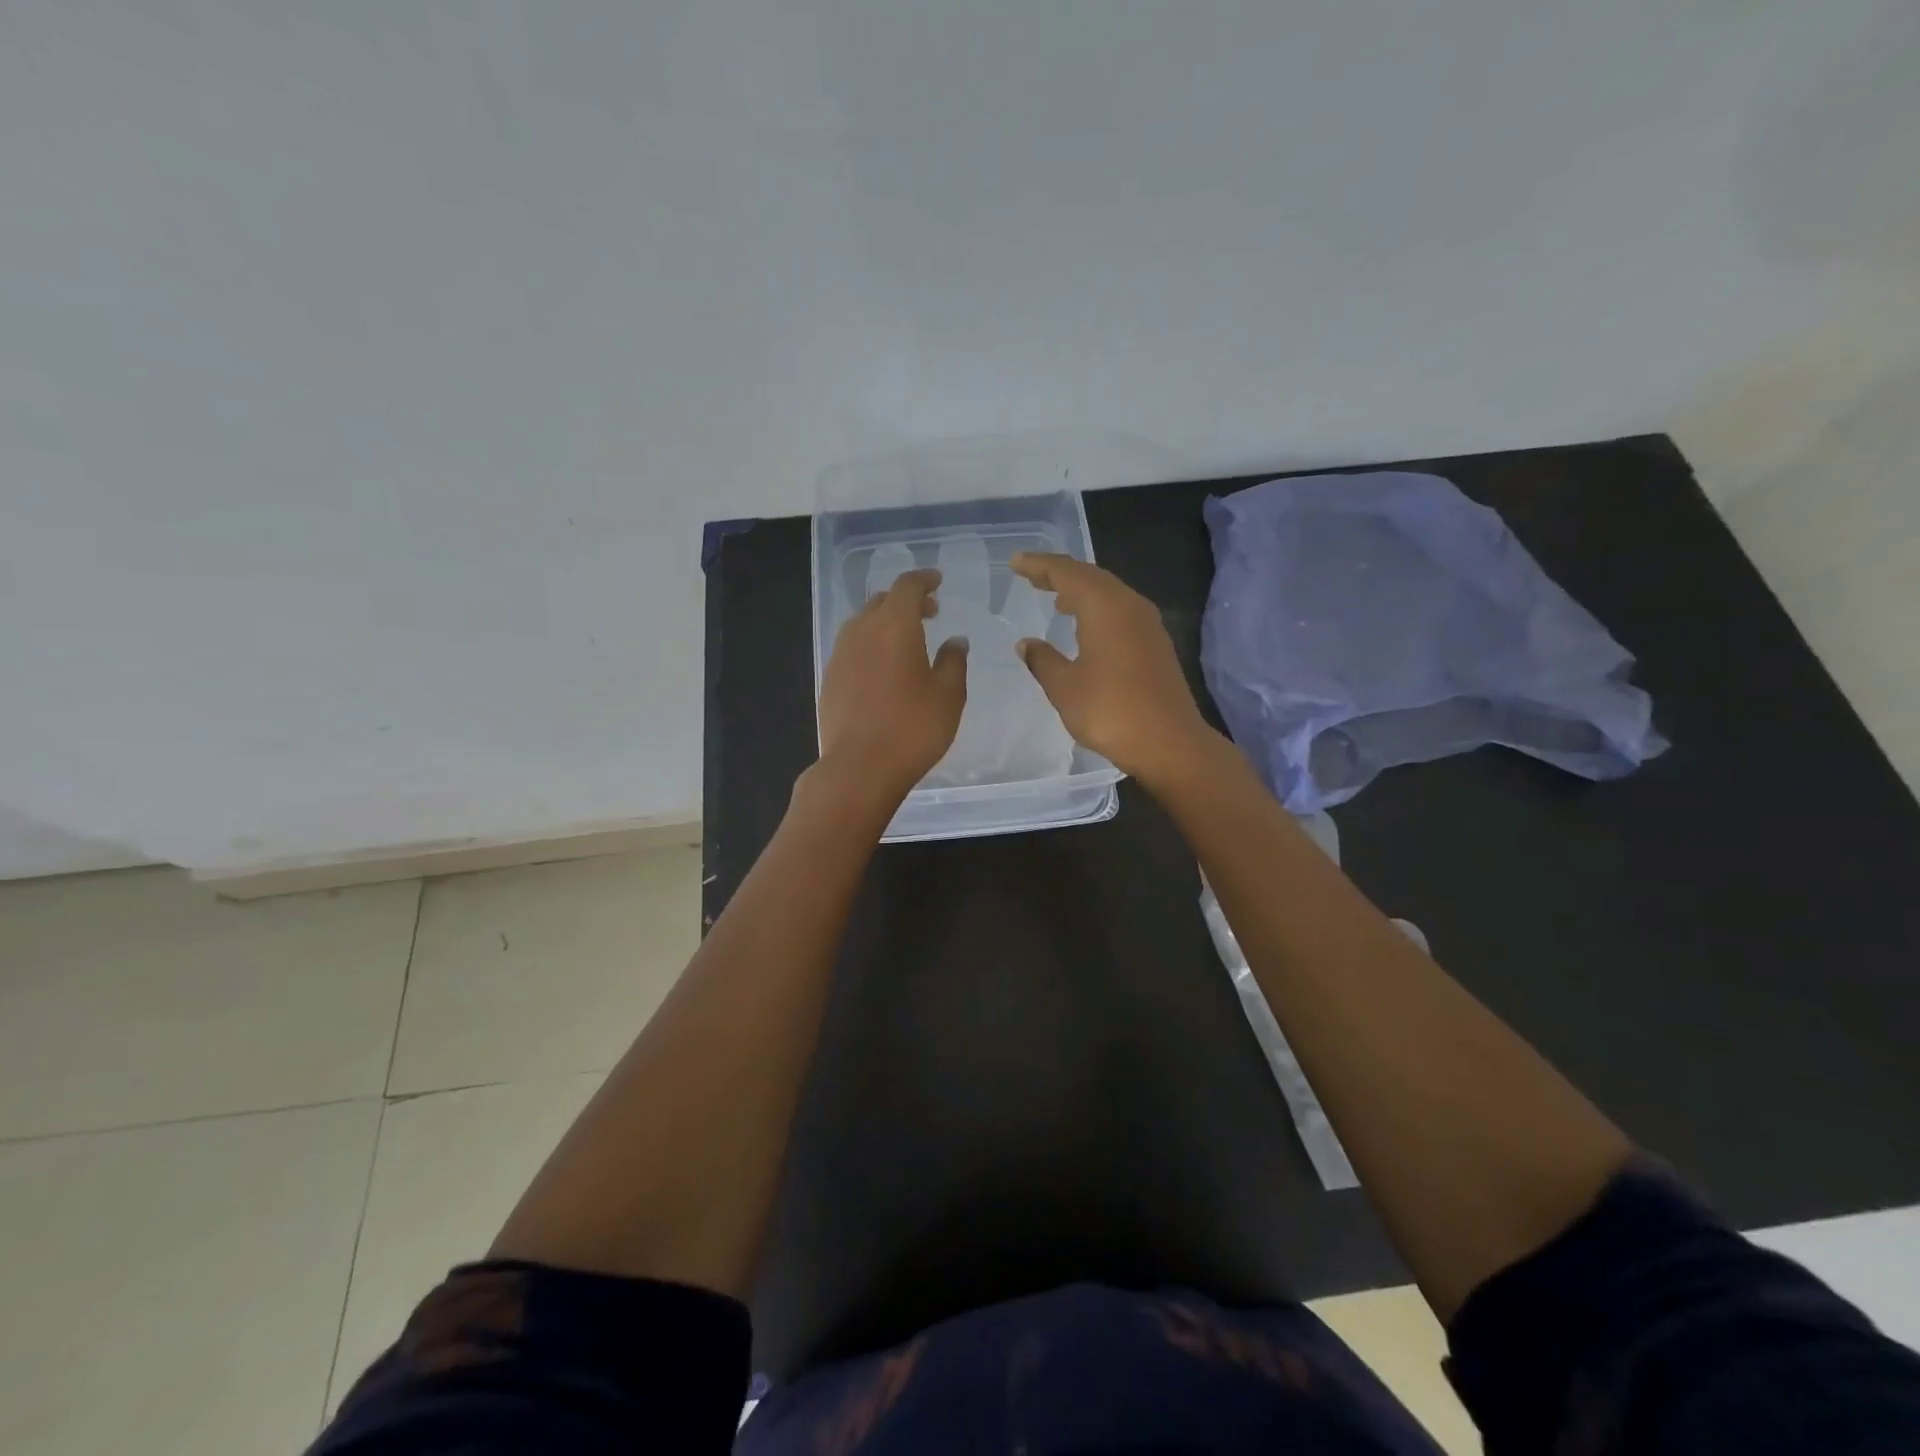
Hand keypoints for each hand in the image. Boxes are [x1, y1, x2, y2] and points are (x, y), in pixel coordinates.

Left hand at [817, 568, 967, 801]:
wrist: (859, 767)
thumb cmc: (913, 728)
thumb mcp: (948, 695)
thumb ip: (953, 661)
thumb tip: (955, 641)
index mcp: (894, 626)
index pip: (907, 587)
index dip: (924, 580)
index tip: (937, 582)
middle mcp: (862, 631)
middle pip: (882, 601)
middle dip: (906, 601)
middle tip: (929, 612)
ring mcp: (840, 654)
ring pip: (863, 623)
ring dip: (885, 622)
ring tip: (906, 640)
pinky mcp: (829, 678)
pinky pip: (852, 647)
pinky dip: (870, 644)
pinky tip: (883, 667)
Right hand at [1011, 552, 1216, 787]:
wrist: (1169, 742)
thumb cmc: (1110, 711)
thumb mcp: (1065, 687)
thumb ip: (1043, 660)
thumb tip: (1027, 644)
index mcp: (1105, 607)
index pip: (1067, 572)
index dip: (1039, 566)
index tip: (1016, 562)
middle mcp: (1129, 606)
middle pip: (1091, 577)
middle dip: (1060, 574)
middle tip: (1031, 575)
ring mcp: (1147, 625)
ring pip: (1109, 593)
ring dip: (1080, 591)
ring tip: (1055, 597)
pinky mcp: (1155, 644)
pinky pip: (1120, 611)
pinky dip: (1097, 609)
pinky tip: (1086, 627)